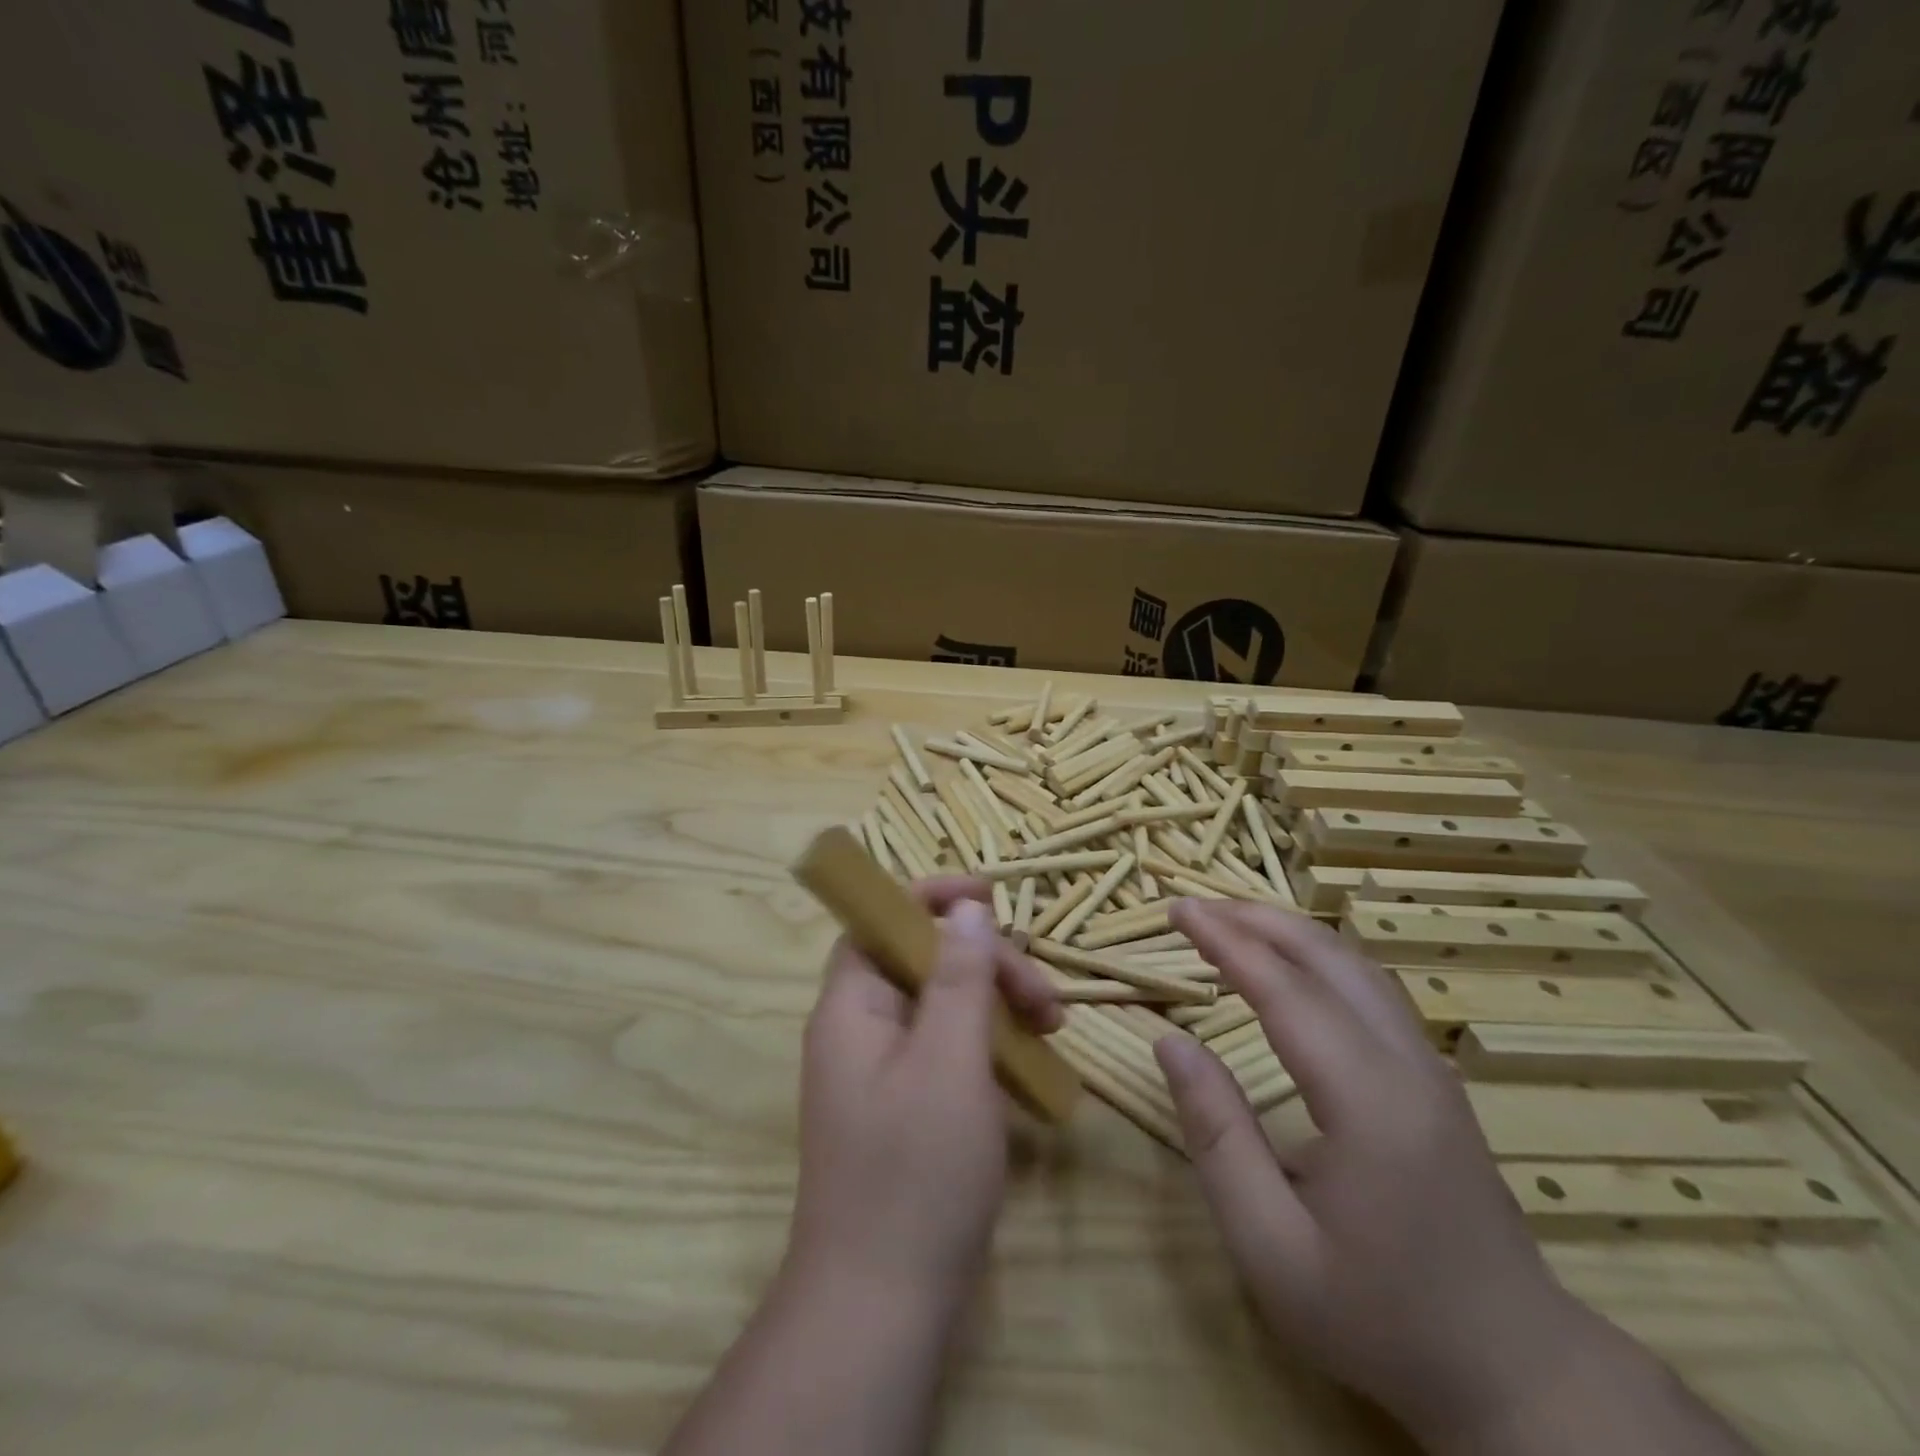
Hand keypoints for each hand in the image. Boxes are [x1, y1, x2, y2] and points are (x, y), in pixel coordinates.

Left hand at [787, 879, 1060, 1318]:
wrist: (881, 1308)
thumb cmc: (915, 1174)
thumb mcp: (949, 1063)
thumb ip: (960, 978)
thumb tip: (968, 907)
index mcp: (852, 1007)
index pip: (881, 921)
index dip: (930, 898)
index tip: (990, 897)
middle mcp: (860, 1030)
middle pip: (922, 961)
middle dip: (985, 963)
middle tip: (1044, 1000)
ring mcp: (883, 1072)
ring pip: (942, 1006)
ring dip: (995, 1004)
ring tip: (1051, 1028)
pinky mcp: (907, 1108)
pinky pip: (948, 1051)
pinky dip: (989, 1047)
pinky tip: (1030, 1069)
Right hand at [1154, 901, 1595, 1447]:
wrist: (1515, 1372)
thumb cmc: (1380, 1317)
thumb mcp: (1272, 1247)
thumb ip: (1217, 1136)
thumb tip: (1172, 1043)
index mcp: (1368, 1101)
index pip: (1285, 989)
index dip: (1225, 941)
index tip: (1177, 910)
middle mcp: (1406, 1063)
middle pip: (1328, 956)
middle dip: (1255, 919)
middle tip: (1193, 907)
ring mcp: (1430, 1066)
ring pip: (1356, 964)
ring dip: (1287, 930)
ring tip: (1229, 922)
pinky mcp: (1434, 1078)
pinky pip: (1370, 988)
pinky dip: (1317, 955)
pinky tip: (1288, 965)